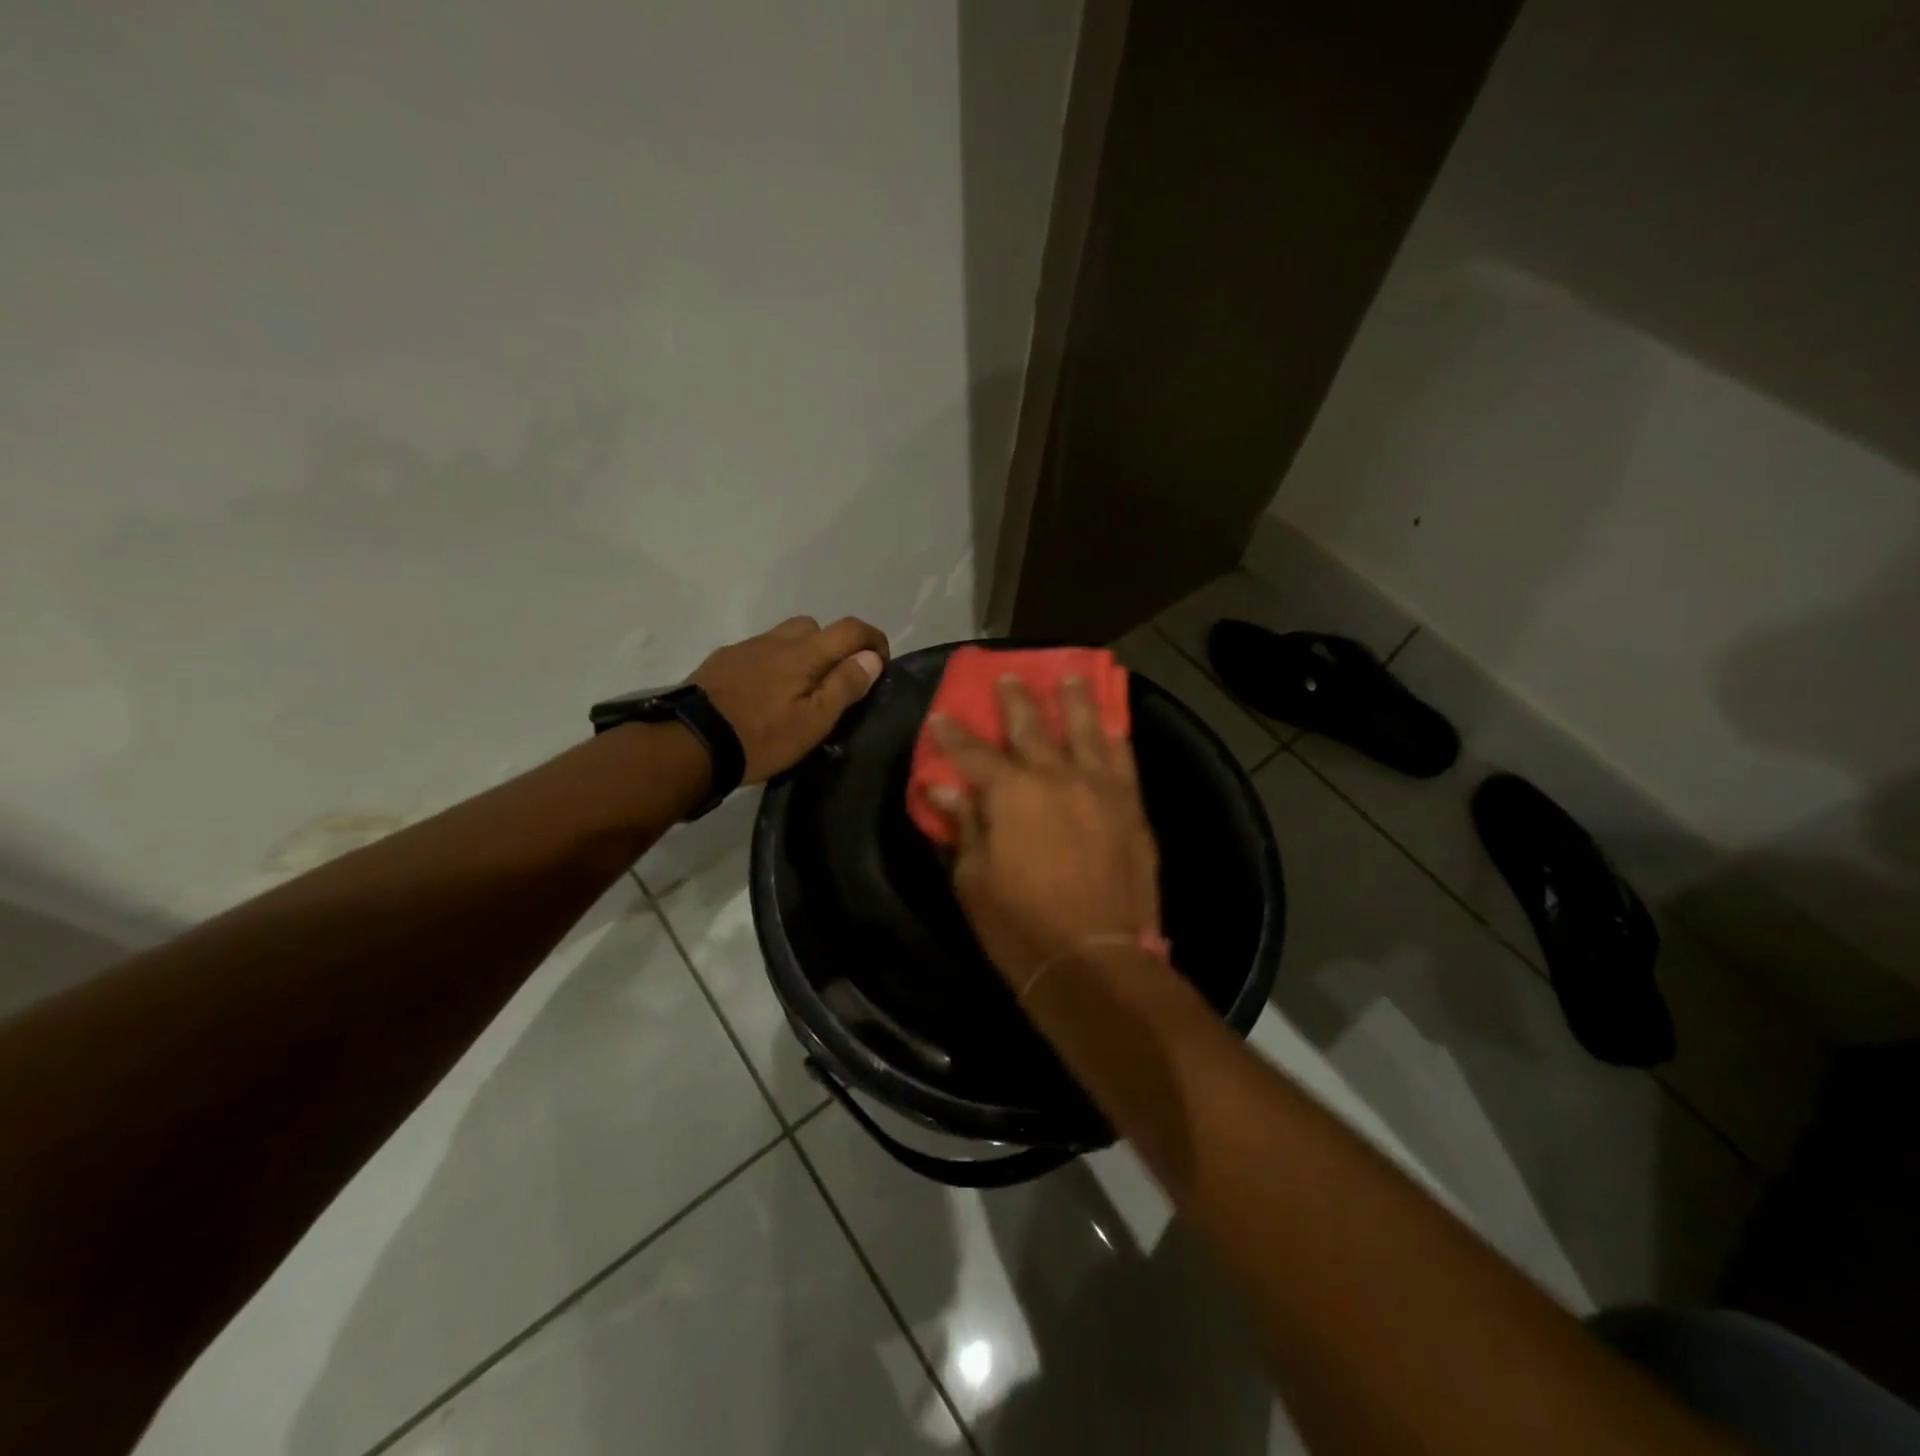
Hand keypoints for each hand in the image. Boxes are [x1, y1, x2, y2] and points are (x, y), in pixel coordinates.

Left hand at [693, 616, 889, 782]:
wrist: (690, 743)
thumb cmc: (761, 737)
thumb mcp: (814, 722)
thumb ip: (844, 685)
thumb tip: (871, 657)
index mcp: (804, 653)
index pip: (850, 629)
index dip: (873, 640)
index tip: (880, 665)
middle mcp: (776, 640)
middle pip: (815, 627)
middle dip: (833, 646)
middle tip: (834, 682)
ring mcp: (745, 648)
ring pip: (784, 638)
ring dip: (801, 654)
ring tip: (797, 691)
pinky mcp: (721, 661)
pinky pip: (758, 652)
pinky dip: (772, 664)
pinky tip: (763, 695)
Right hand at [928, 675, 1164, 995]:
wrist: (1096, 960)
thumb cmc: (1021, 925)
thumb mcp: (974, 879)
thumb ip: (963, 825)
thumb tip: (941, 788)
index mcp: (1010, 792)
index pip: (972, 753)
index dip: (953, 735)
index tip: (940, 715)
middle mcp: (1056, 776)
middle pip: (1031, 728)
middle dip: (1015, 701)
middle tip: (1008, 677)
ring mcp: (1099, 788)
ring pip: (1086, 730)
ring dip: (1075, 700)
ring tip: (1071, 676)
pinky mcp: (1131, 807)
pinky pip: (1124, 759)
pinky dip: (1116, 735)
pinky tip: (1112, 723)